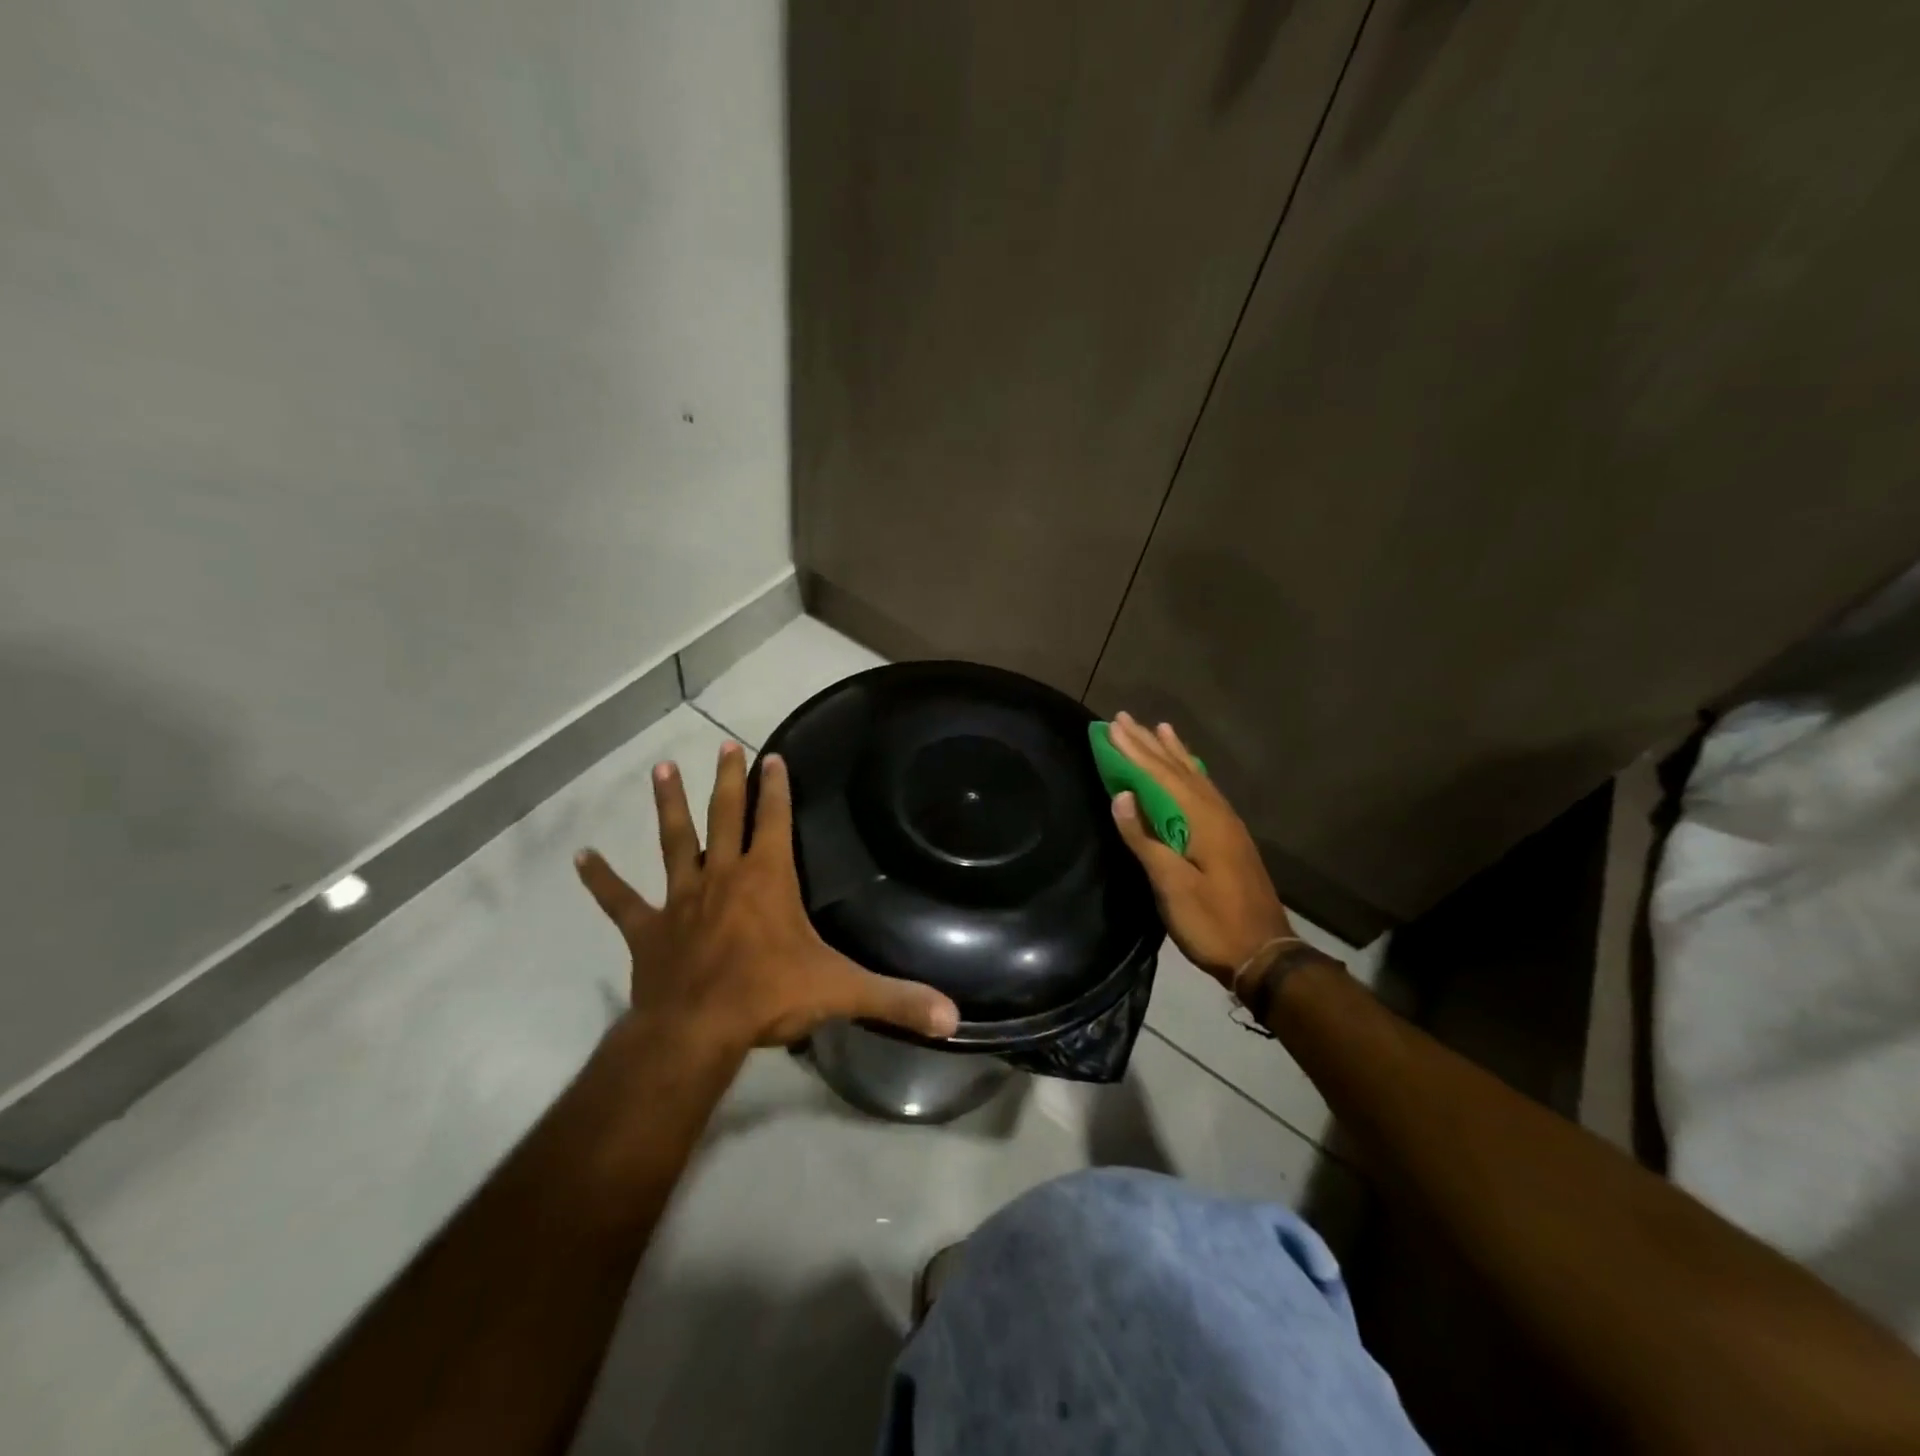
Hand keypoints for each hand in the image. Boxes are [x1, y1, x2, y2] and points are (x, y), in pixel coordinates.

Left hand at [575, 741, 960, 1052]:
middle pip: (724, 817)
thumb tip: (954, 1017)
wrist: (697, 1031)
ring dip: (668, 807)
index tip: (771, 757)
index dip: (776, 788)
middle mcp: (723, 876)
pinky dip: (601, 880)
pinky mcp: (648, 930)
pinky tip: (580, 857)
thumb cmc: (769, 997)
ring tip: (660, 770)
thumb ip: (897, 999)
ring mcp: (681, 900)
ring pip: (673, 842)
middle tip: (721, 745)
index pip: (774, 821)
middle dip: (725, 781)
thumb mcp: (841, 992)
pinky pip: (621, 900)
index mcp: (767, 879)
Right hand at [1105, 712, 1294, 988]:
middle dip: (1149, 744)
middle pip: (1178, 770)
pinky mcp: (1230, 838)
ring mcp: (1227, 825)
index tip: (1112, 727)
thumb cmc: (1212, 922)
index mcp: (1202, 821)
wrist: (1265, 955)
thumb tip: (1121, 796)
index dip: (1134, 751)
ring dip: (1172, 753)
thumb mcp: (1172, 885)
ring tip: (1159, 728)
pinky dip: (1189, 773)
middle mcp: (1217, 813)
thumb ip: (1144, 839)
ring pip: (1194, 778)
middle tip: (1124, 718)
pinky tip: (1188, 771)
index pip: (1160, 777)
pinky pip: (1204, 791)